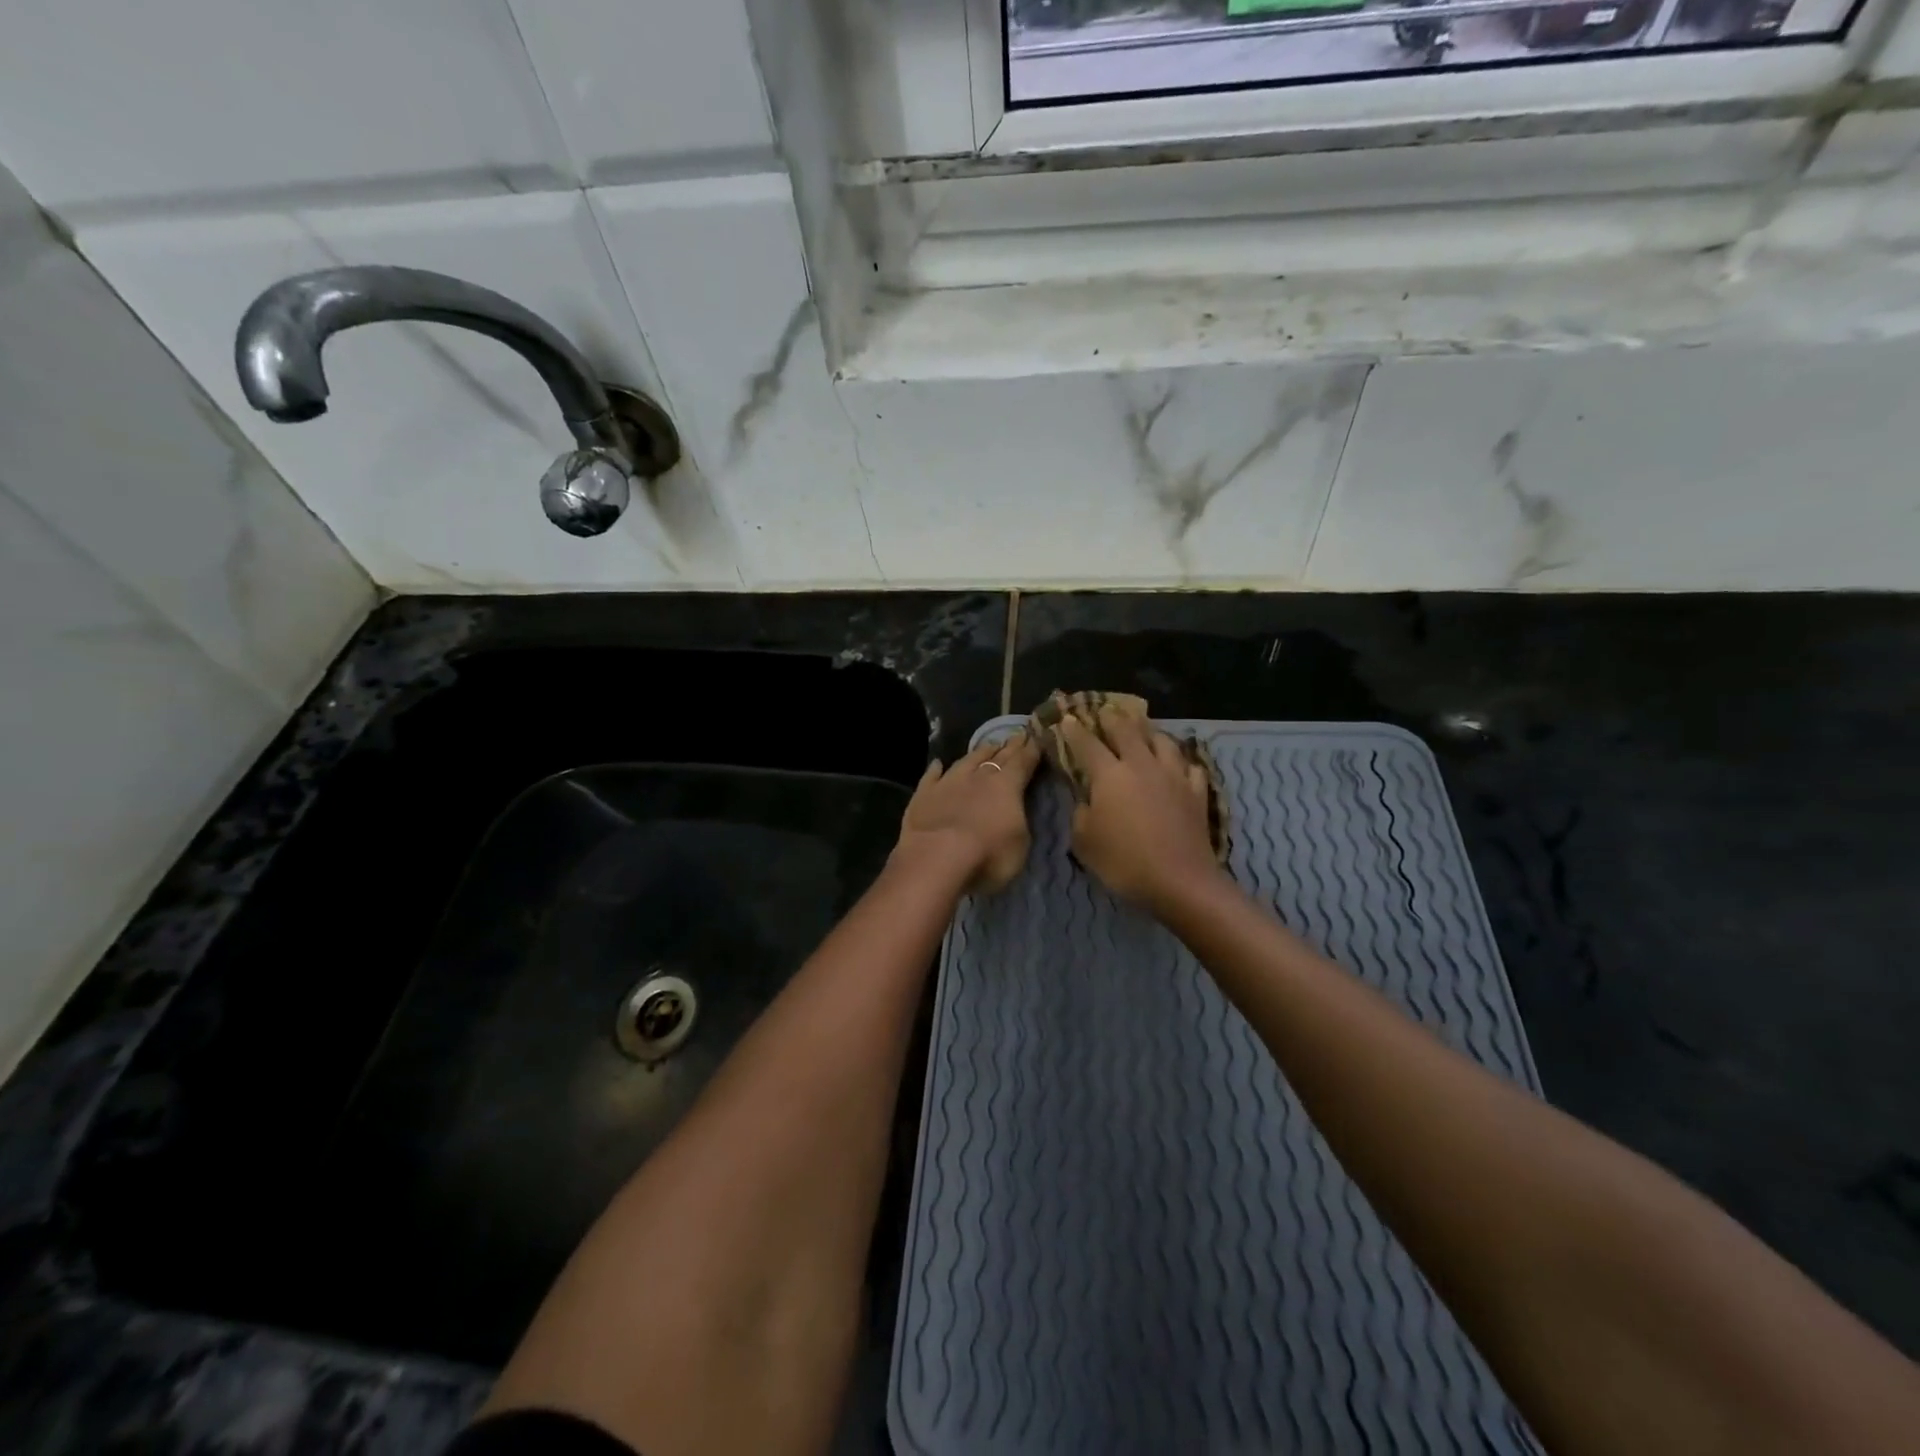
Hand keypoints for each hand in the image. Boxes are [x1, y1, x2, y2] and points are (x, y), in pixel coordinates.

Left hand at [894, 732, 1042, 892]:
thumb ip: (1020, 821)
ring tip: (988, 745)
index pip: (1023, 762)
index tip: (1037, 738)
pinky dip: (936, 769)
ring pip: (966, 761)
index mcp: (1007, 786)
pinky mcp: (923, 795)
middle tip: (1017, 736)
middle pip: (997, 757)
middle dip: (1010, 747)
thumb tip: (1015, 809)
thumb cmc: (988, 856)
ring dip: (978, 753)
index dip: (1031, 750)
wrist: (936, 858)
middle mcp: (978, 777)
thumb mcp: (1020, 844)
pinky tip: (938, 764)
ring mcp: (948, 783)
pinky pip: (931, 776)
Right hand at [1057, 709, 1222, 912]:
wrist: (1180, 881)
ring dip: (1149, 732)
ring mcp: (1173, 775)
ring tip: (1143, 731)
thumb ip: (1081, 813)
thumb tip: (1087, 800)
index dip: (1075, 731)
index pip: (1087, 744)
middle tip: (1105, 711)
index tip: (1067, 720)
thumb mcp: (1084, 841)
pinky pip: (1190, 766)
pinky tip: (1178, 765)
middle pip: (1127, 730)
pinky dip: (1180, 761)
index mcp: (1109, 774)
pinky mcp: (1196, 792)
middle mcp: (1141, 765)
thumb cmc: (1124, 862)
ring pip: (1162, 740)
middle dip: (1112, 718)